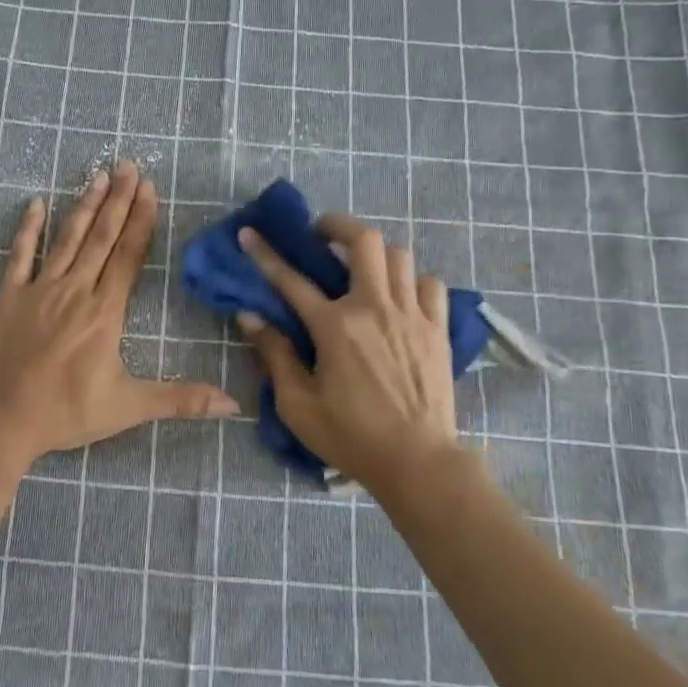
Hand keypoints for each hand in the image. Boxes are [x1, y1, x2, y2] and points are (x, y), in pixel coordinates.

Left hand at [0, 160, 237, 460]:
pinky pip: (19, 255)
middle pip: (101, 237)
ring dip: (85, 205)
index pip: (128, 256)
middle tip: (129, 165)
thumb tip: (232, 404)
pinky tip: (36, 204)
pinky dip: (28, 229)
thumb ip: (181, 400)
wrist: (0, 421)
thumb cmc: (65, 413)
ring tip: (99, 175)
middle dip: (119, 200)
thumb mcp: (128, 408)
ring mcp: (38, 290)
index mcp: (104, 312)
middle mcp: (74, 290)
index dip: (142, 221)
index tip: (150, 189)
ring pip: (67, 239)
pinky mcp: (9, 297)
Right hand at [237, 215, 460, 487]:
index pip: (291, 279)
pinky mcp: (438, 328)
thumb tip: (250, 316)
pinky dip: (412, 280)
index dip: (266, 254)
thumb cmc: (350, 436)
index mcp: (335, 326)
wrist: (418, 460)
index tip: (249, 233)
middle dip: (337, 225)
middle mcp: (374, 307)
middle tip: (322, 235)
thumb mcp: (298, 404)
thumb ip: (275, 355)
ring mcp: (412, 314)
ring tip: (361, 265)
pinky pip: (430, 284)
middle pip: (363, 241)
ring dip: (375, 252)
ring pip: (399, 255)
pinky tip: (400, 295)